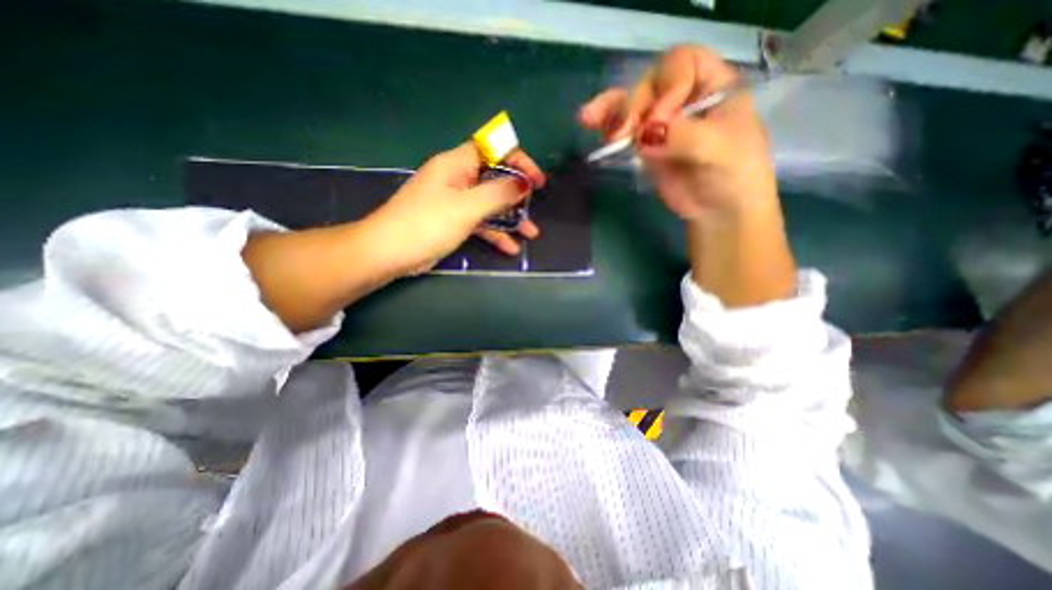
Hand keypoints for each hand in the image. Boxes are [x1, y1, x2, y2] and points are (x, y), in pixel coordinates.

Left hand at [367, 141, 546, 274]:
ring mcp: (455, 201)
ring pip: (489, 203)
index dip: (517, 160)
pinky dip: (495, 233)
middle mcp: (457, 178)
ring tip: (530, 233)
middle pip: (494, 177)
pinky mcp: (453, 221)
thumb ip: (498, 194)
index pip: (493, 148)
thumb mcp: (466, 208)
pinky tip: (510, 247)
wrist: (390, 253)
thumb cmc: (427, 224)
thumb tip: (524, 183)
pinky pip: (480, 222)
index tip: (536, 180)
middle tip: (534, 206)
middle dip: (517, 193)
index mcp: (456, 164)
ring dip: (510, 217)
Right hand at [580, 43, 774, 218]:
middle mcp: (685, 98)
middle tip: (622, 133)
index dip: (667, 86)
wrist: (718, 211)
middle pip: (651, 84)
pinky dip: (607, 126)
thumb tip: (645, 134)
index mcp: (713, 86)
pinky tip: (589, 123)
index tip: (662, 121)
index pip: (683, 63)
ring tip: (586, 118)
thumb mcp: (718, 150)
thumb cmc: (733, 176)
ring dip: (610, 110)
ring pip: (632, 104)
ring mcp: (663, 123)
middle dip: (633, 106)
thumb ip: (683, 135)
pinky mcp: (647, 145)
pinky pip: (625, 129)